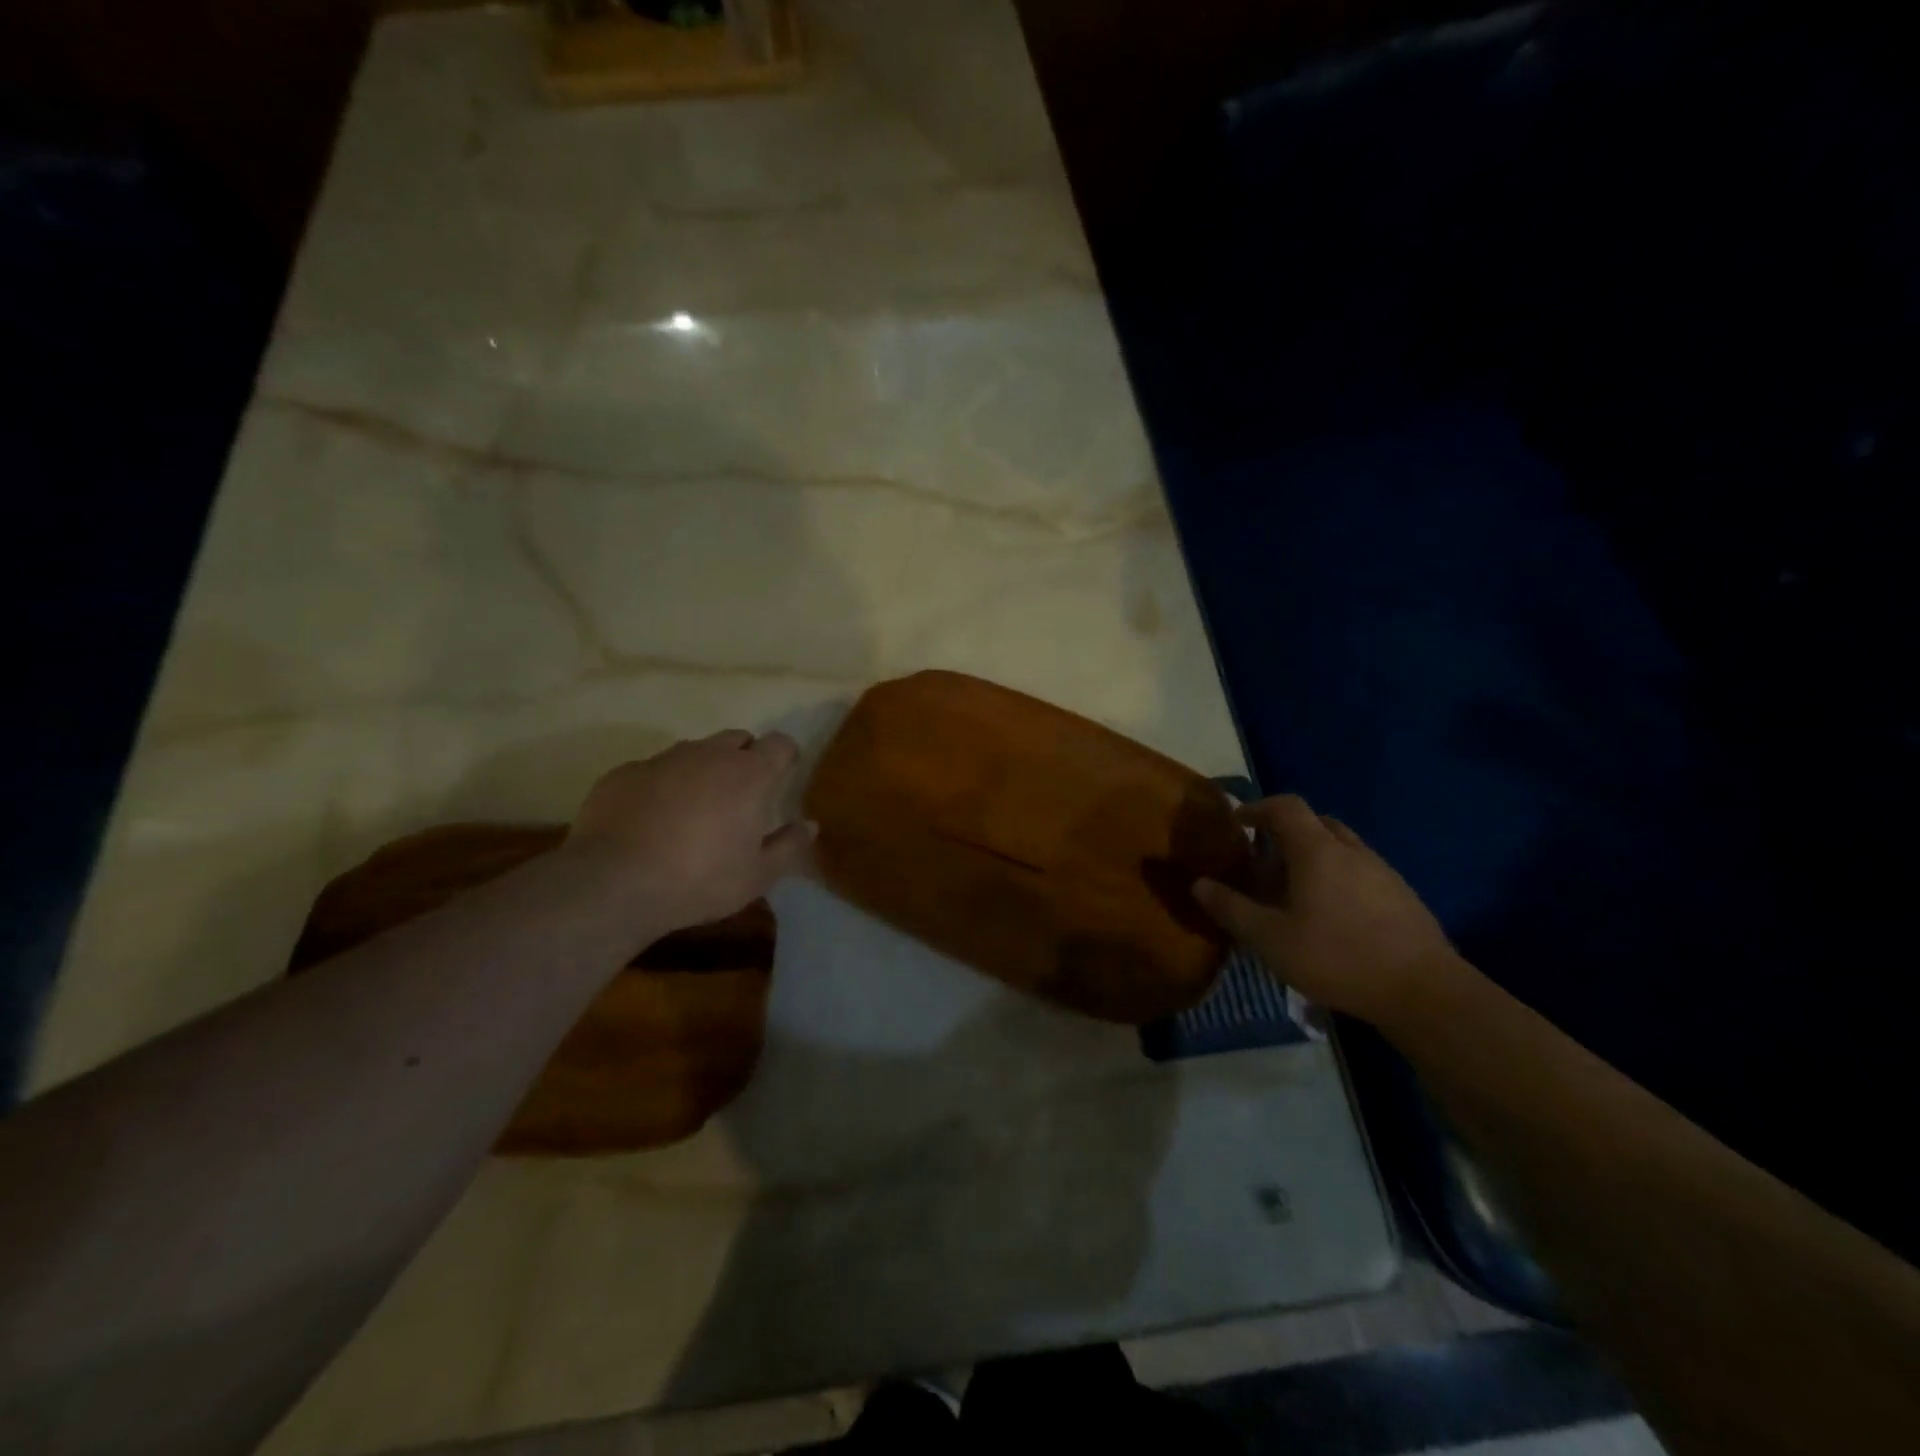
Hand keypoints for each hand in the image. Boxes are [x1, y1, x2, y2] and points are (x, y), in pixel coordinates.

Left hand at [564, 730, 813, 932]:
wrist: (613, 884)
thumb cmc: (699, 880)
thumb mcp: (757, 876)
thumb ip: (789, 846)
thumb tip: (810, 825)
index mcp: (748, 775)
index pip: (779, 744)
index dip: (785, 756)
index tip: (784, 776)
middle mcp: (708, 755)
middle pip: (737, 739)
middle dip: (745, 757)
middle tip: (741, 795)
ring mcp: (662, 760)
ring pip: (694, 751)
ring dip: (703, 769)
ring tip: (695, 808)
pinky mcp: (623, 773)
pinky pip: (653, 769)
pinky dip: (662, 785)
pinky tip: (651, 819)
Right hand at [1193, 795, 1462, 1029]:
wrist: (1424, 992)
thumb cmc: (1338, 957)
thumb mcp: (1271, 939)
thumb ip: (1232, 909)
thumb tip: (1199, 884)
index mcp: (1317, 850)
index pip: (1286, 806)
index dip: (1258, 808)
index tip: (1238, 823)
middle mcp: (1351, 850)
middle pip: (1316, 822)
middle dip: (1286, 832)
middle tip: (1266, 861)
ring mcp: (1382, 871)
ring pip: (1341, 846)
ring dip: (1314, 856)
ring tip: (1296, 891)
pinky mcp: (1403, 896)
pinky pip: (1361, 870)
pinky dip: (1339, 877)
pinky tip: (1332, 916)